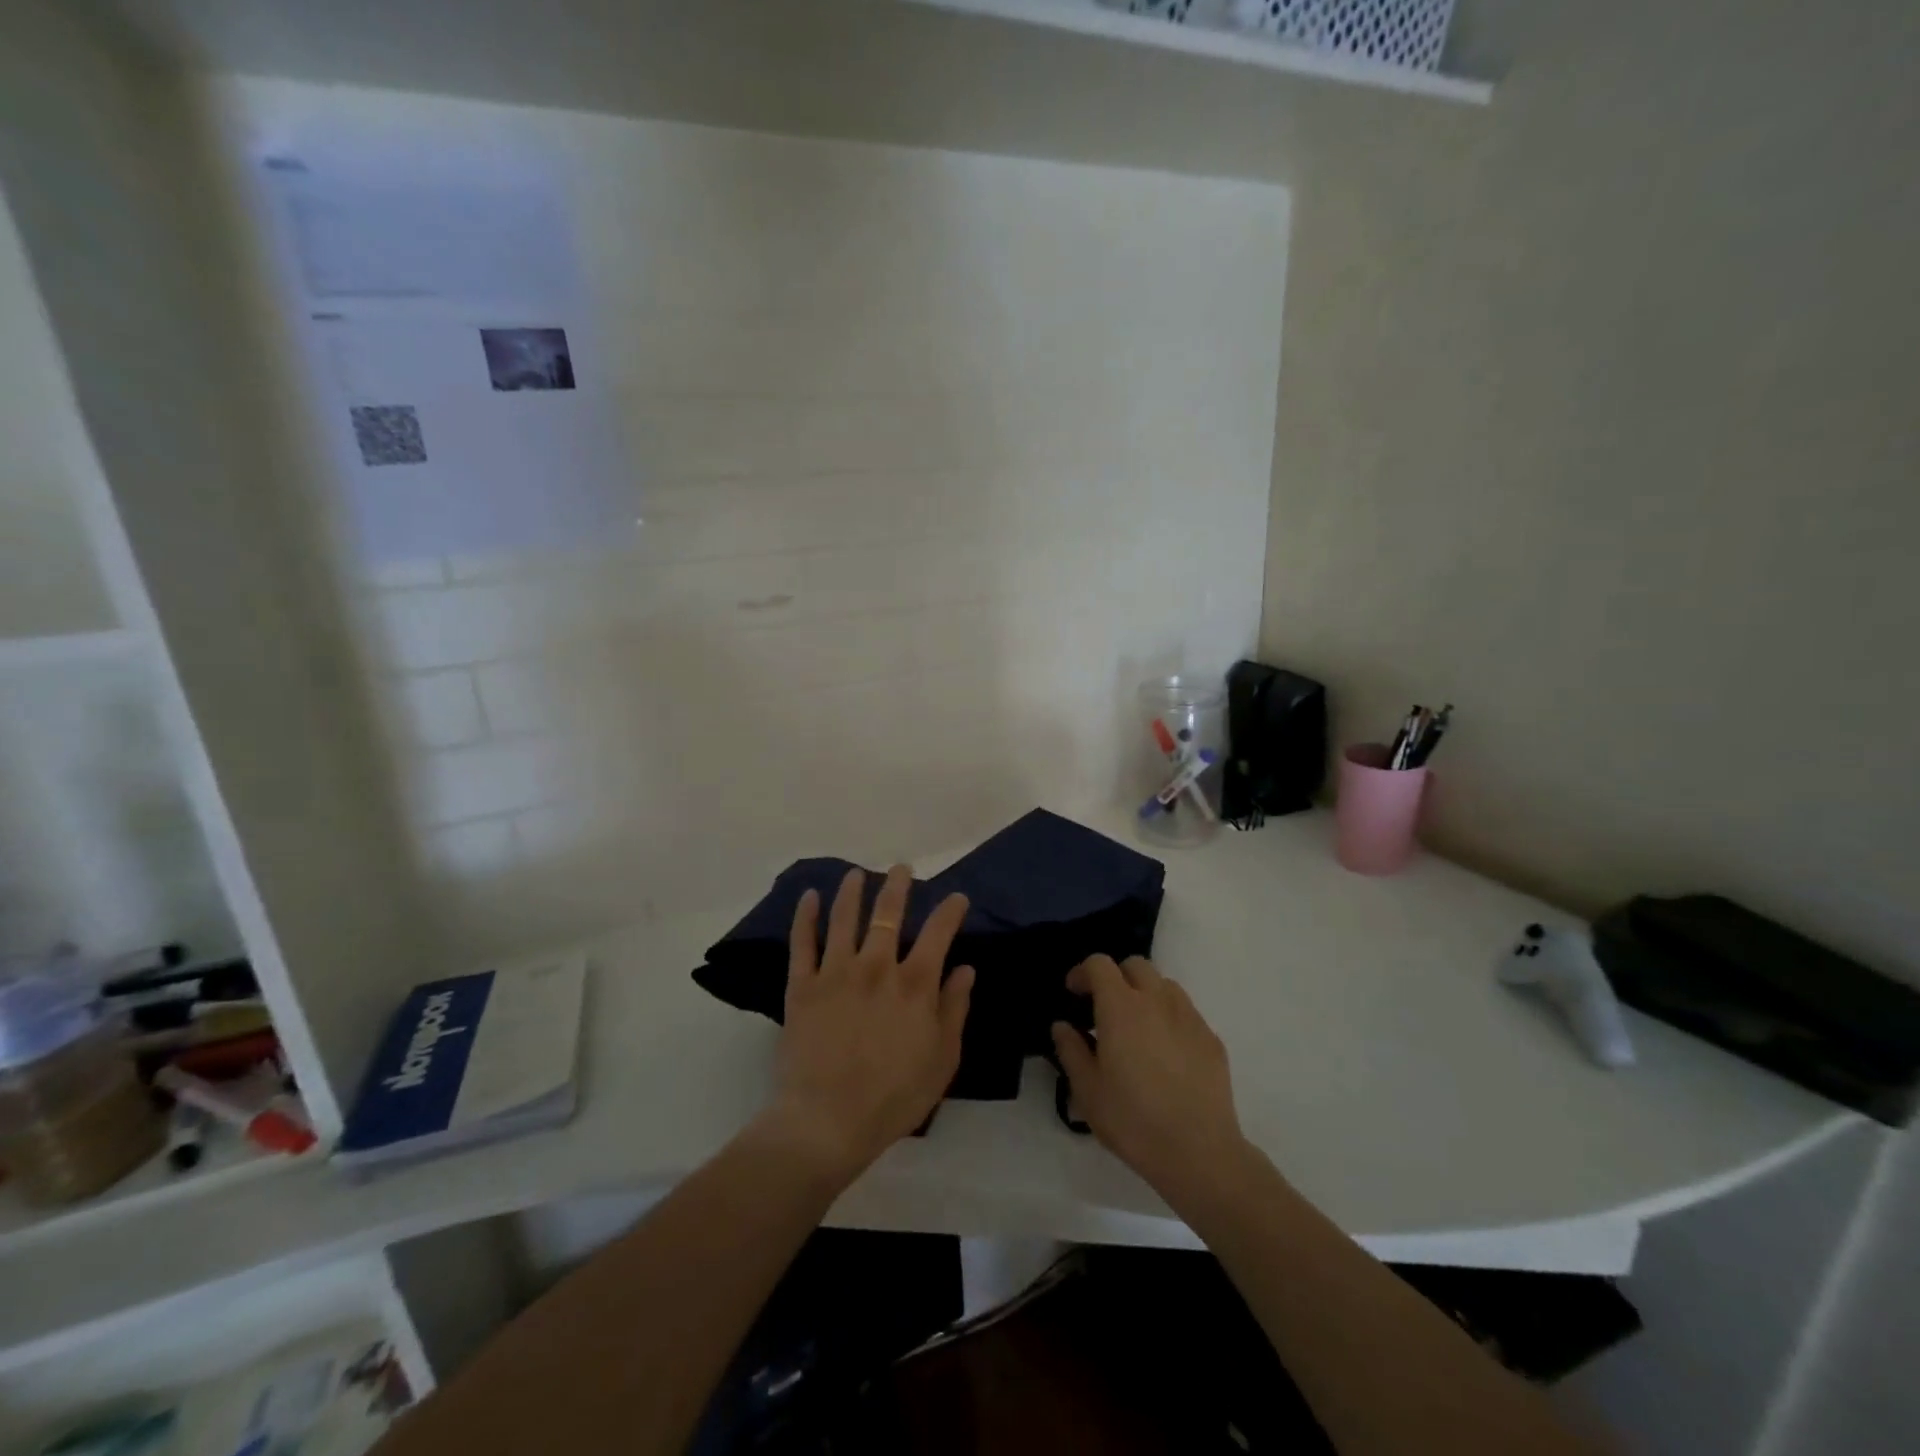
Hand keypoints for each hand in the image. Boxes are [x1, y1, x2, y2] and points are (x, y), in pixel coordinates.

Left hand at [757, 865, 974, 1185]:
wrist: (827, 1121)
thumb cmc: (894, 1097)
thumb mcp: (942, 1059)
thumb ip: (954, 1009)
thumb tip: (966, 969)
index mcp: (915, 983)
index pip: (939, 932)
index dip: (950, 910)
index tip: (957, 898)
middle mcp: (876, 966)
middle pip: (888, 914)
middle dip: (898, 886)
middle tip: (902, 869)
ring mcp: (836, 972)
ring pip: (844, 918)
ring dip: (852, 891)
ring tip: (857, 874)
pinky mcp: (802, 986)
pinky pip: (802, 943)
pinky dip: (805, 917)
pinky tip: (808, 897)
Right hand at [1052, 955, 1252, 1205]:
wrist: (1199, 1152)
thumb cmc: (1133, 1120)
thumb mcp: (1087, 1090)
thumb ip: (1071, 1050)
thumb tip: (1063, 1026)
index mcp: (1121, 1007)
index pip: (1099, 964)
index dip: (1083, 972)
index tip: (1074, 994)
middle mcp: (1157, 1000)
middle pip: (1135, 965)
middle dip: (1116, 977)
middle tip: (1104, 1008)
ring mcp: (1189, 1017)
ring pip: (1164, 985)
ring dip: (1145, 994)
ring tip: (1136, 1028)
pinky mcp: (1211, 1038)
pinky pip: (1185, 1012)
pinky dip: (1169, 1018)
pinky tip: (1165, 1053)